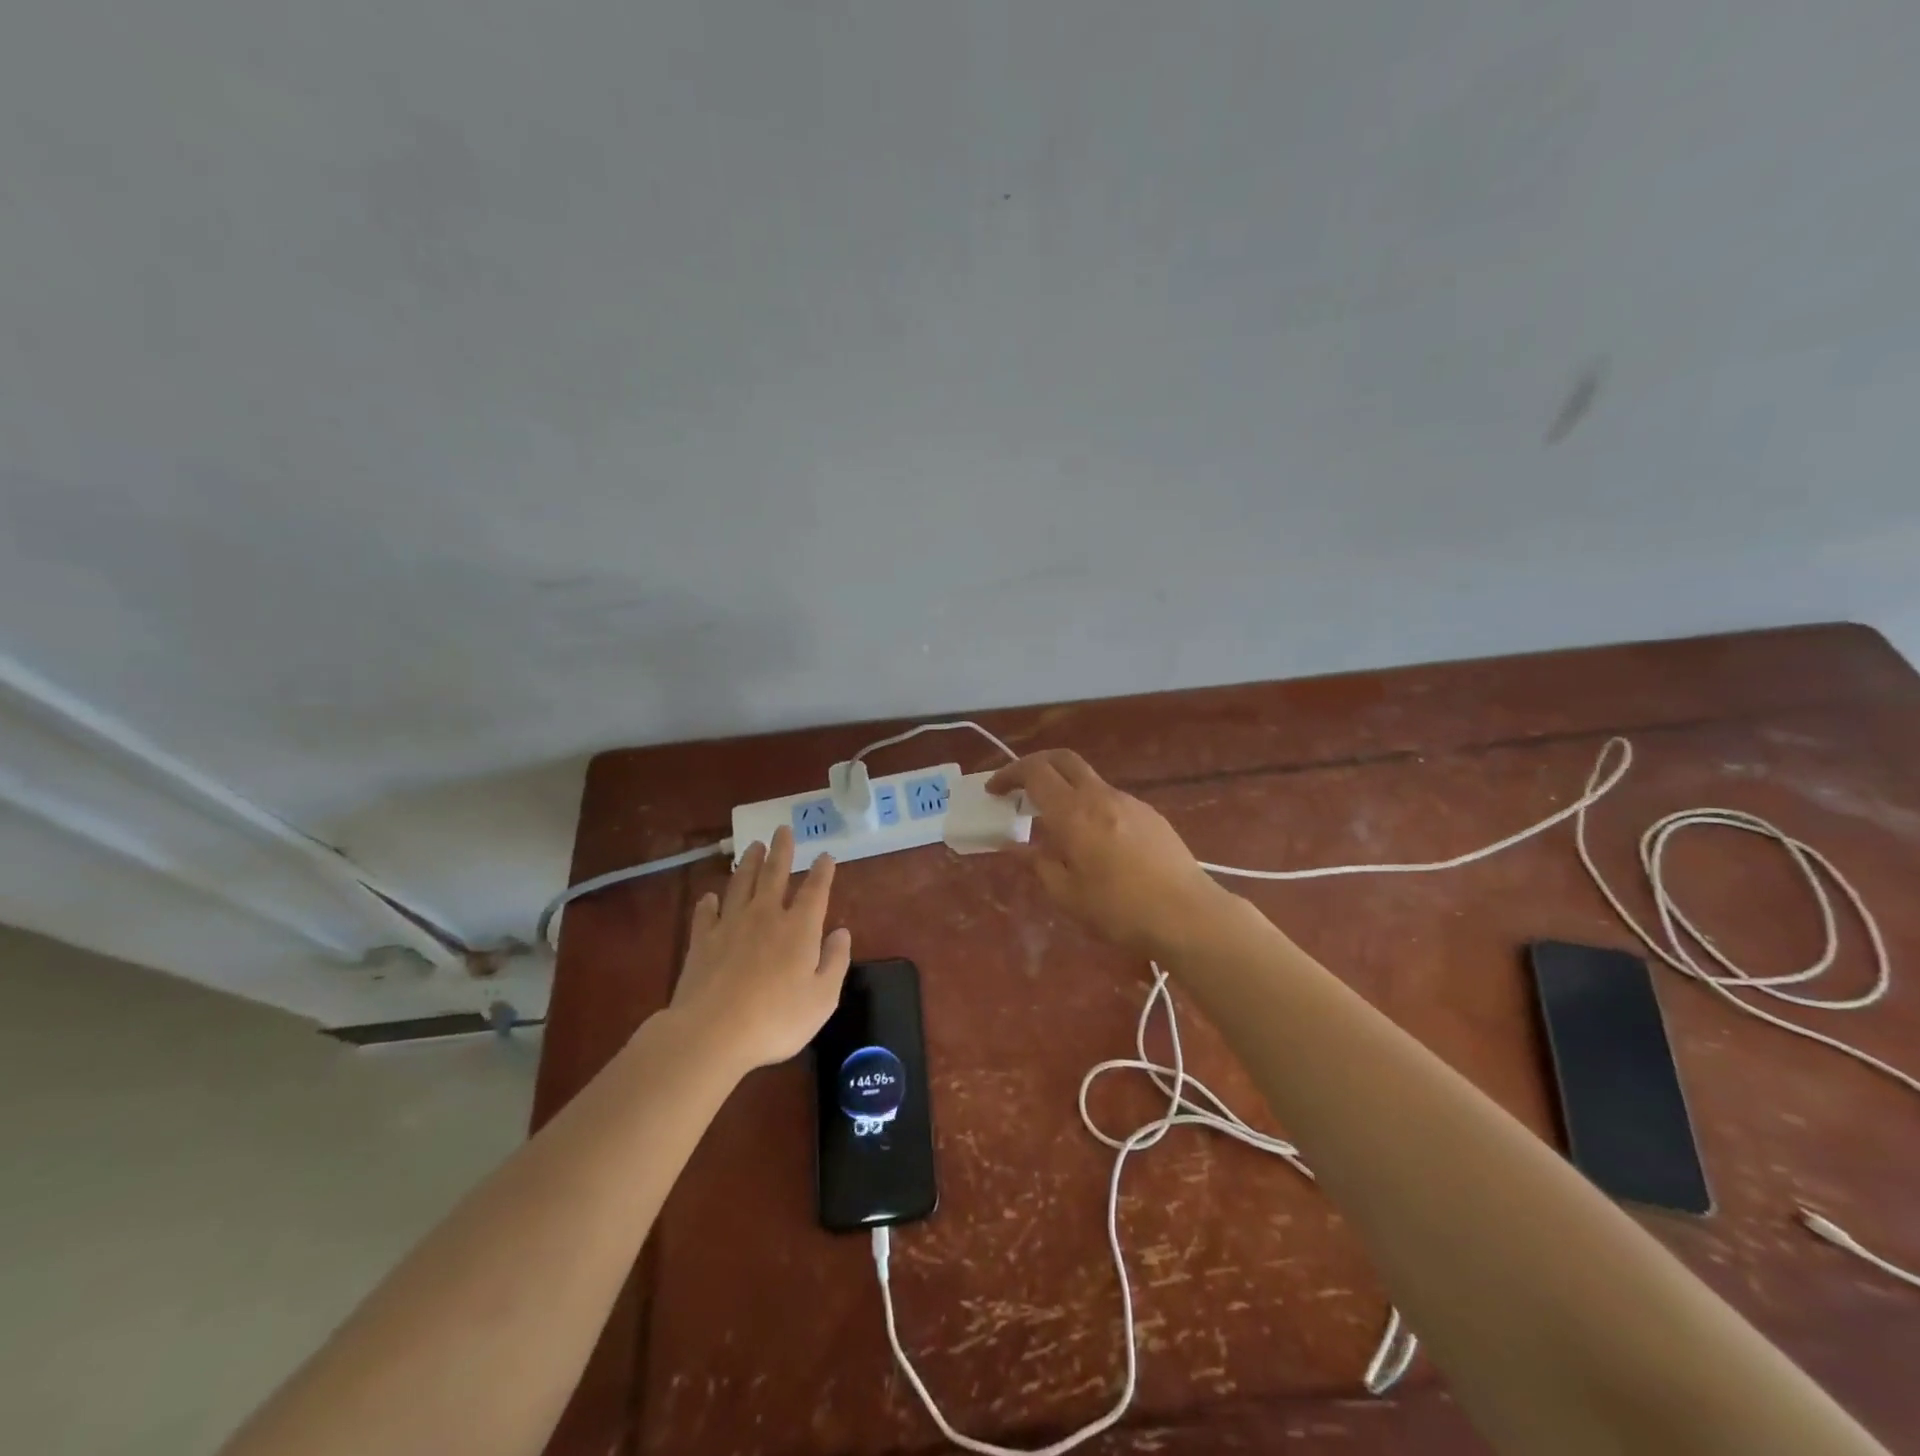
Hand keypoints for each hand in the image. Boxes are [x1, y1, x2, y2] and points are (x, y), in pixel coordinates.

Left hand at [669, 826, 852, 1074]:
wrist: (712, 1032)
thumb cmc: (776, 1019)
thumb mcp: (823, 998)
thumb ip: (835, 961)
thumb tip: (842, 932)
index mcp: (799, 928)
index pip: (814, 890)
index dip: (822, 871)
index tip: (825, 856)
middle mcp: (765, 916)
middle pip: (774, 874)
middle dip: (781, 850)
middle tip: (782, 829)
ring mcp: (730, 925)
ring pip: (740, 884)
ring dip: (748, 863)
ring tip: (752, 846)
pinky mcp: (702, 941)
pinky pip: (705, 913)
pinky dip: (708, 902)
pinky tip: (709, 897)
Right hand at [988, 749, 1228, 954]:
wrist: (1188, 915)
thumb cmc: (1120, 910)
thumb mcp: (1067, 895)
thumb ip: (1038, 864)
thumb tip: (1016, 846)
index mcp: (1073, 813)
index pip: (1034, 772)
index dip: (1009, 775)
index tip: (994, 791)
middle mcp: (1100, 796)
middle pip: (1062, 759)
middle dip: (1036, 765)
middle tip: (1019, 787)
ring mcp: (1129, 802)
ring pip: (1088, 779)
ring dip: (1065, 788)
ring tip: (1056, 824)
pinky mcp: (1150, 814)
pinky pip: (1110, 798)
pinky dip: (1090, 805)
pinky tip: (1094, 840)